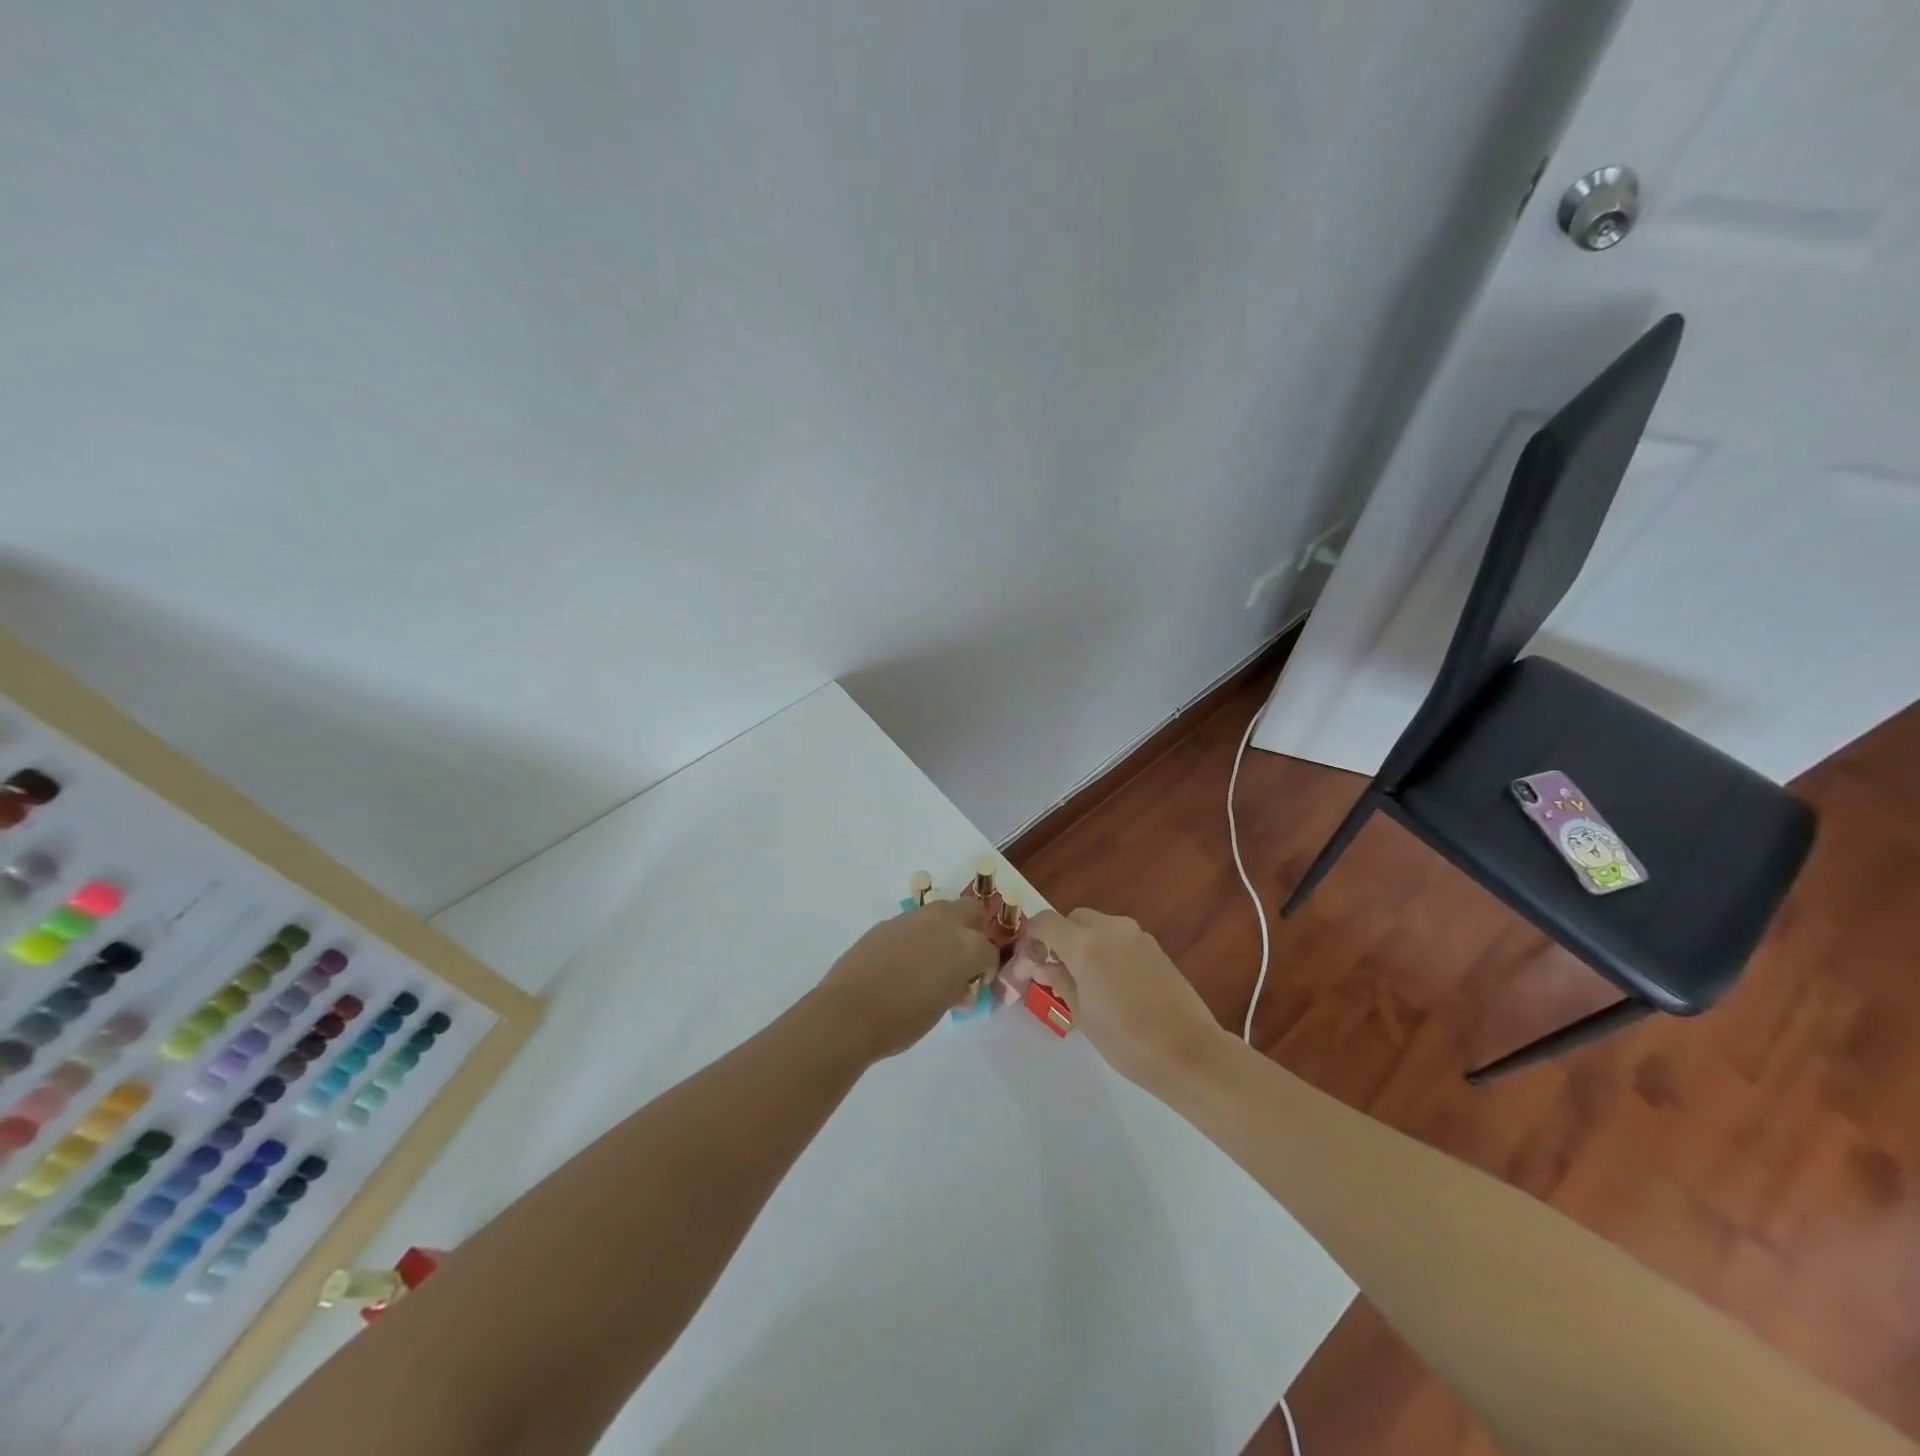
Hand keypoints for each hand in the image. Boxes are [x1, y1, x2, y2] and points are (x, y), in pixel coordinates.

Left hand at [814, 899, 997, 1059]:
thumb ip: (956, 989)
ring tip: (932, 958)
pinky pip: (913, 923)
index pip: (989, 951)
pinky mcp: (888, 922)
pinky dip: (917, 936)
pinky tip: (904, 960)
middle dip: (972, 930)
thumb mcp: (942, 1008)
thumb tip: (958, 986)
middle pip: (971, 912)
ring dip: (944, 929)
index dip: (986, 969)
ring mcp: (914, 918)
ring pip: (941, 912)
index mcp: (967, 946)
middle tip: (962, 958)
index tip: (977, 984)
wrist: (850, 1011)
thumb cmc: (904, 1019)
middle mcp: (944, 923)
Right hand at [1019, 908, 1226, 1089]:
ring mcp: (1136, 934)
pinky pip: (1120, 938)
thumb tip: (1044, 965)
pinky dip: (1108, 949)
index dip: (1031, 937)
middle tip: (1055, 971)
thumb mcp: (1082, 1014)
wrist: (1188, 1051)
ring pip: (1098, 926)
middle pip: (1073, 919)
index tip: (1028, 962)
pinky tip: (1113, 983)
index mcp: (1084, 944)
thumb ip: (1060, 981)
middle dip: (1060, 939)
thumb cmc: (1126, 1039)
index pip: (1045, 922)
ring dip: (1084, 943)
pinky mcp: (1155, 947)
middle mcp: (1110, 928)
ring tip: (1085, 980)